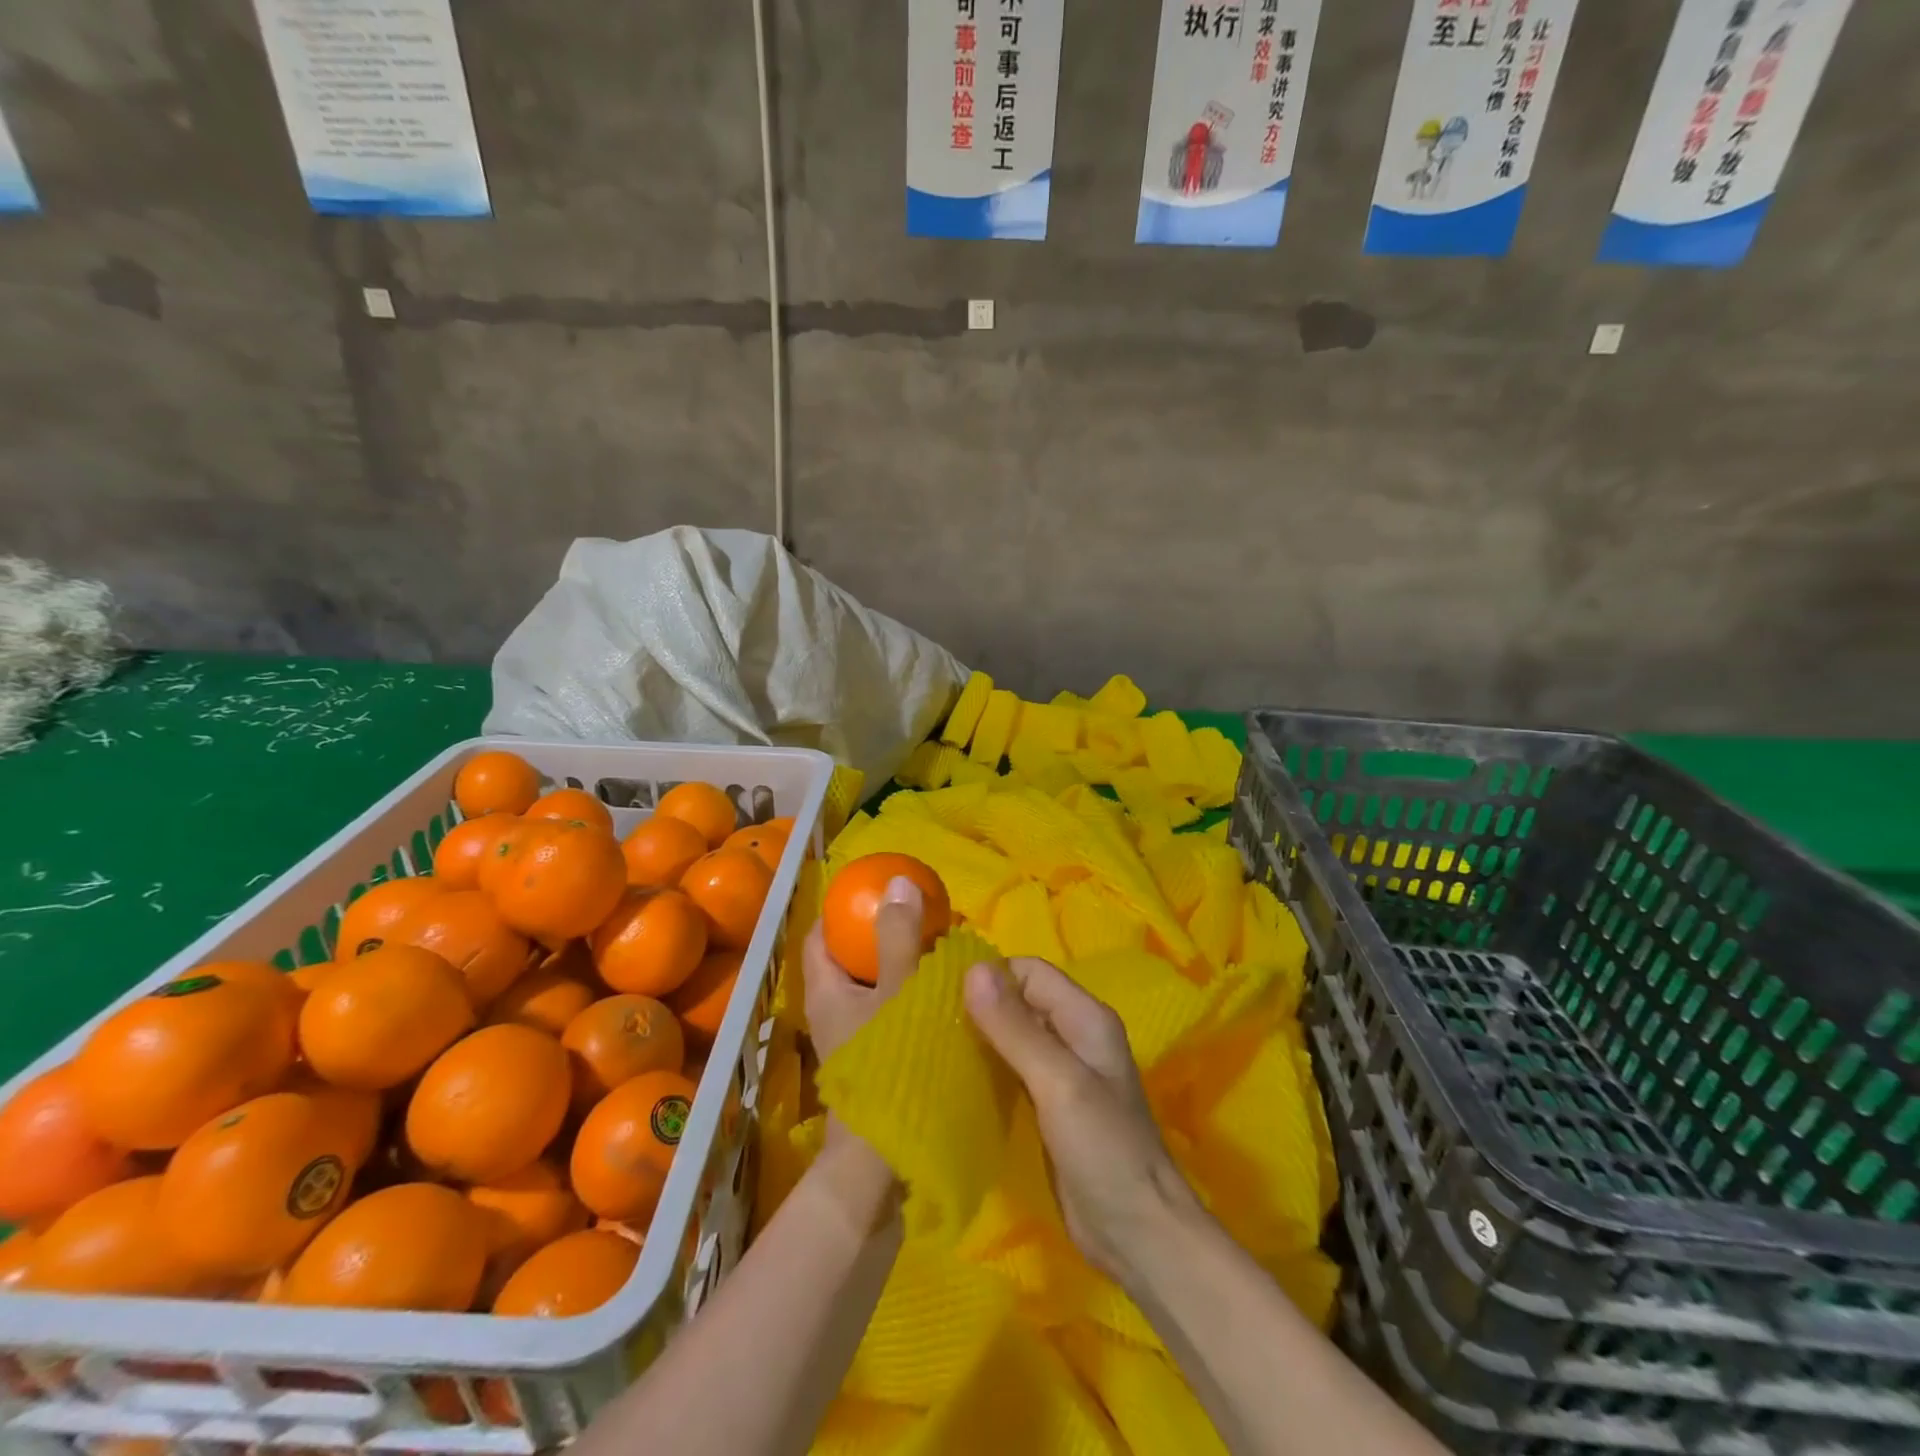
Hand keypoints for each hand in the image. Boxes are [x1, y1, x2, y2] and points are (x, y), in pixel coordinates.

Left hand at [800, 877, 926, 1224]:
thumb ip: (898, 936)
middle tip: (920, 914)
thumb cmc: (888, 1066)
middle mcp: (832, 1012)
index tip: (877, 890)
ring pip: (873, 986)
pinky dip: (910, 994)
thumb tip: (897, 880)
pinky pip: (889, 1011)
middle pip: (849, 958)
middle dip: (880, 933)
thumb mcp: (898, 992)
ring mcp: (852, 1039)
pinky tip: (942, 993)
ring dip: (900, 964)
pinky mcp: (874, 1060)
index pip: (820, 934)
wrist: (885, 1160)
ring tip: (939, 947)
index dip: (842, 907)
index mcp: (825, 991)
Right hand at [962, 957, 1197, 1287]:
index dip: (990, 977)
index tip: (944, 996)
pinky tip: (957, 1082)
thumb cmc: (1104, 1150)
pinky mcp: (1049, 1106)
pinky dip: (987, 1069)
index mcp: (1085, 1018)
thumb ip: (1015, 1028)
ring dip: (980, 1039)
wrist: (1138, 1235)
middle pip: (1020, 1001)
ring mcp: (1063, 1073)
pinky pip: (1012, 1071)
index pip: (1029, 972)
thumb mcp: (1058, 1083)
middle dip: (979, 1006)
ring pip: (1013, 1036)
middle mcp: (1075, 1036)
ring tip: (935, 1049)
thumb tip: (972, 969)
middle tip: (931, 1023)